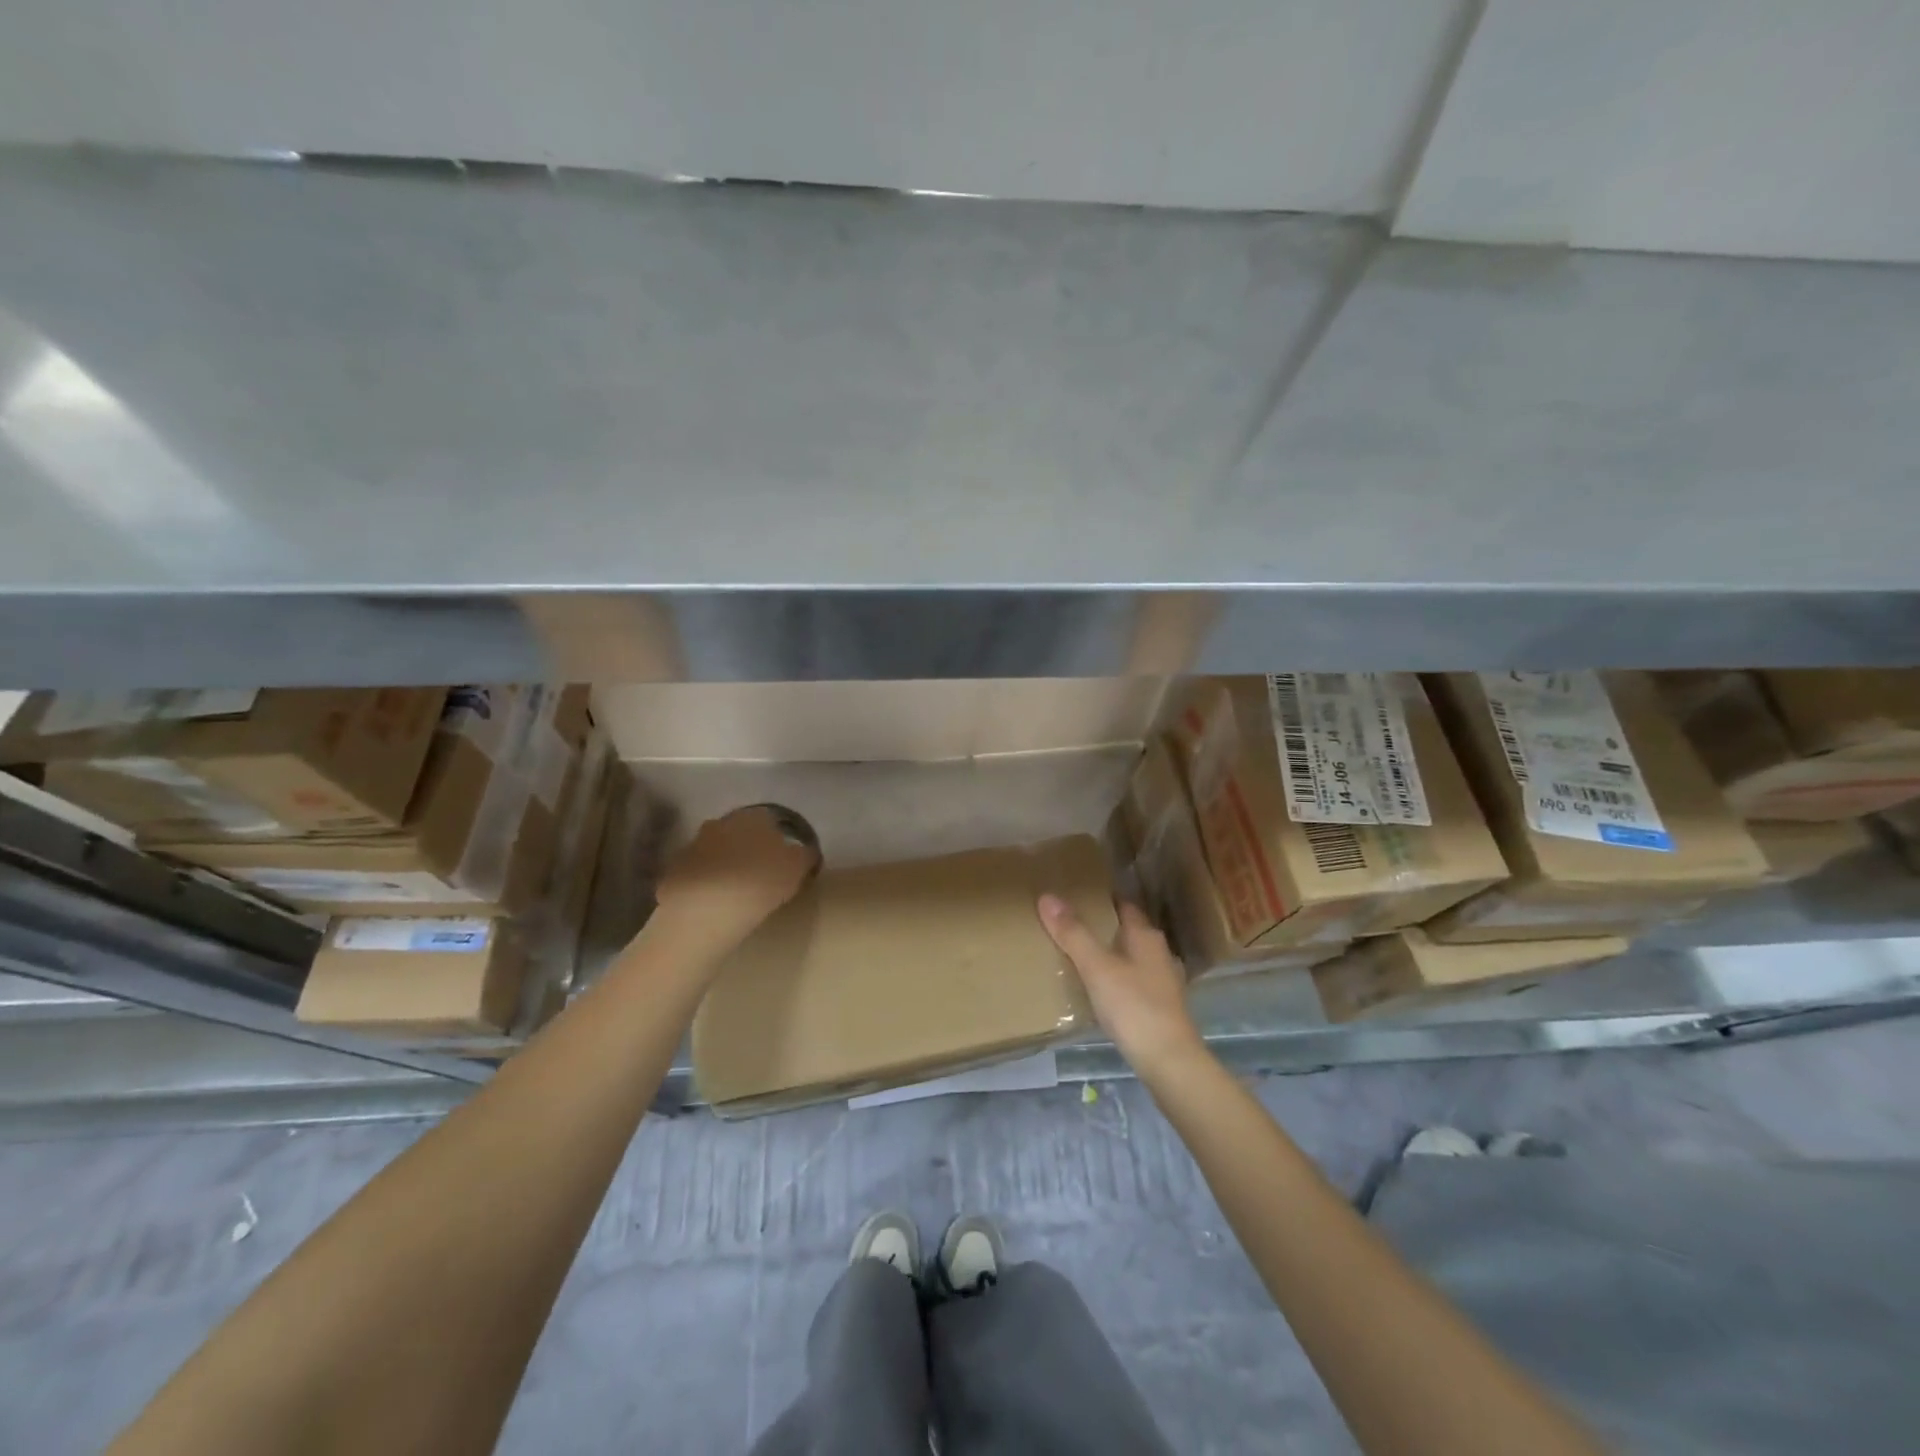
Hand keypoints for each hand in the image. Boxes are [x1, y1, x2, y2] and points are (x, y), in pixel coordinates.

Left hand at [654, 806, 818, 950]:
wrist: (705, 910)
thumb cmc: (760, 883)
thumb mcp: (797, 868)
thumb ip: (804, 855)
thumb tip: (805, 851)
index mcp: (754, 817)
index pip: (770, 819)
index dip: (777, 838)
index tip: (783, 857)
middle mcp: (722, 822)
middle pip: (739, 831)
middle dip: (748, 846)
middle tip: (759, 871)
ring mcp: (694, 844)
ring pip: (715, 849)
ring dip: (724, 863)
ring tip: (735, 889)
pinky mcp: (675, 869)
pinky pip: (696, 872)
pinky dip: (704, 882)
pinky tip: (712, 902)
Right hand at [1038, 895, 1204, 1075]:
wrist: (1168, 1062)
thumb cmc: (1134, 1006)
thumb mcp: (1097, 968)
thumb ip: (1073, 934)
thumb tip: (1048, 897)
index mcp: (1146, 936)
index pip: (1124, 905)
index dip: (1102, 899)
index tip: (1076, 896)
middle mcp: (1158, 953)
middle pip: (1127, 931)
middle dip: (1103, 927)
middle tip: (1069, 924)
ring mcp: (1162, 981)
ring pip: (1131, 957)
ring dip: (1110, 954)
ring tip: (1079, 956)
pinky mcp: (1160, 1007)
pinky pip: (1133, 981)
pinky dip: (1116, 979)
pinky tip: (1099, 990)